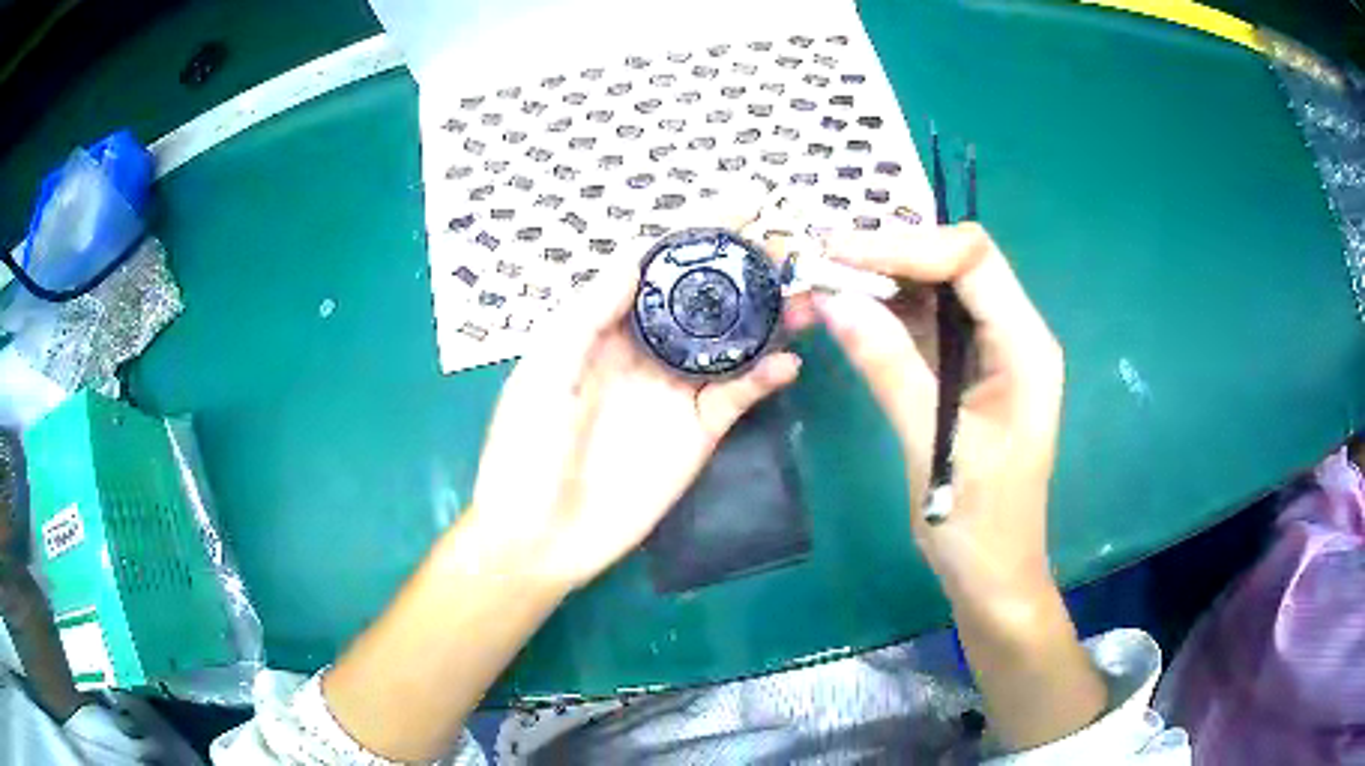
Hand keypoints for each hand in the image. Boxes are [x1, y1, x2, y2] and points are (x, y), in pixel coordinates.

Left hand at [469, 263, 801, 590]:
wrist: (541, 538)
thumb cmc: (526, 452)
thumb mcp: (543, 373)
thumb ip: (587, 314)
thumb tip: (636, 254)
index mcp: (602, 328)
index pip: (656, 267)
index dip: (697, 233)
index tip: (741, 203)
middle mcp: (644, 351)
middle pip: (702, 298)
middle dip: (743, 269)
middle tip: (786, 247)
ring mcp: (675, 391)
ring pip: (729, 342)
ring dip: (766, 317)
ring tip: (802, 297)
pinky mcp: (698, 432)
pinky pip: (737, 396)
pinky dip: (764, 377)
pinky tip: (787, 363)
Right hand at [814, 222, 1063, 608]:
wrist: (992, 575)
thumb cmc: (977, 523)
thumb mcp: (932, 444)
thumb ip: (888, 365)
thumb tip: (834, 299)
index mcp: (1026, 347)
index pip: (972, 259)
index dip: (906, 245)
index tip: (839, 255)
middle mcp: (1014, 334)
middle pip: (954, 263)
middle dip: (889, 256)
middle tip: (821, 265)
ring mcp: (991, 351)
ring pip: (936, 289)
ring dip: (881, 283)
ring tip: (822, 286)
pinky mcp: (966, 370)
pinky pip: (926, 323)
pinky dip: (885, 314)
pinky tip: (846, 315)